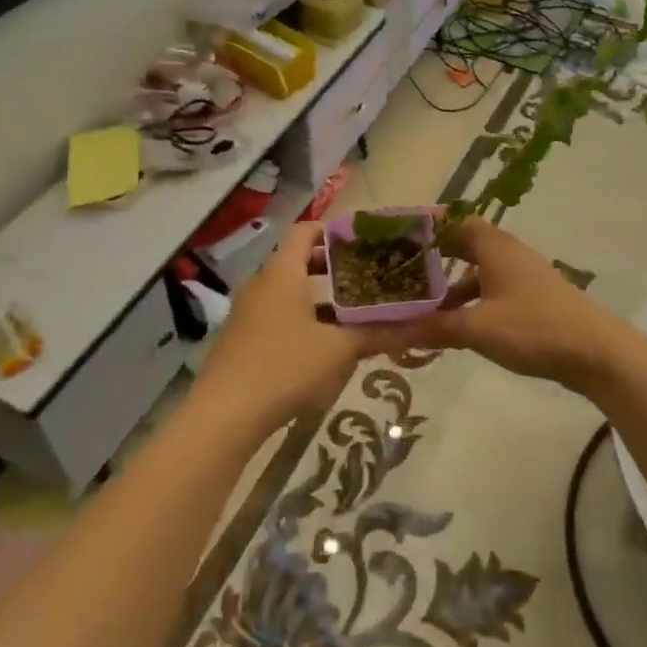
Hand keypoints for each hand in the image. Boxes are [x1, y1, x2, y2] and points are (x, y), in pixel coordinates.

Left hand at [190, 222, 401, 437]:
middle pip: (298, 259)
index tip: (365, 240)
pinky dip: (304, 316)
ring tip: (355, 308)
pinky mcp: (243, 338)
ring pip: (289, 290)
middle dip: (333, 264)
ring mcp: (248, 312)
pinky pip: (278, 313)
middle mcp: (262, 284)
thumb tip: (423, 324)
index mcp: (282, 273)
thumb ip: (379, 333)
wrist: (223, 416)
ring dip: (320, 294)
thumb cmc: (283, 368)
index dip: (334, 229)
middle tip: (368, 272)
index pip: (305, 231)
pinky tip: (326, 342)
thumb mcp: (338, 350)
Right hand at [381, 219, 626, 393]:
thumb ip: (434, 328)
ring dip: (450, 286)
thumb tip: (389, 332)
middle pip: (464, 245)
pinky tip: (456, 328)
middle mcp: (508, 254)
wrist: (597, 353)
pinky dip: (470, 303)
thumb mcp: (478, 328)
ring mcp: (522, 278)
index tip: (398, 234)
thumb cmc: (534, 328)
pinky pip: (491, 292)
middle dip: (434, 258)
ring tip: (420, 306)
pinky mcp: (532, 300)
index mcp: (494, 247)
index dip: (428, 225)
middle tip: (400, 270)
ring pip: (477, 273)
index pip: (455, 221)